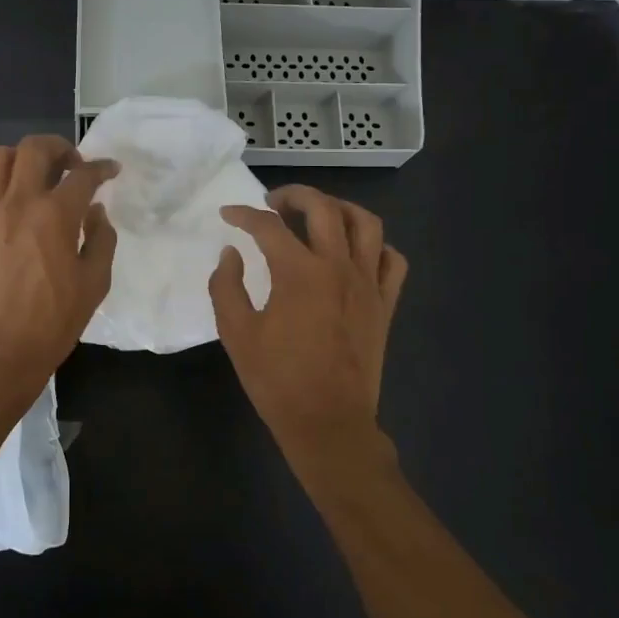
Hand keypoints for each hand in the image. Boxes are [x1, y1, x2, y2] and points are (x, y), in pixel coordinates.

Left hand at [0, 135, 118, 399]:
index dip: (102, 168)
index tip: (110, 170)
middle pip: (35, 148)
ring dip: (21, 159)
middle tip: (70, 165)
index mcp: (56, 215)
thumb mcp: (94, 284)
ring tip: (33, 177)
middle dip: (59, 147)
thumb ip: (101, 240)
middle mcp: (18, 203)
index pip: (83, 175)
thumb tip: (95, 212)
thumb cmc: (52, 322)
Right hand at [209, 186, 407, 482]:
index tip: (228, 215)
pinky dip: (376, 246)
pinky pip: (392, 260)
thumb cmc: (277, 380)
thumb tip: (231, 254)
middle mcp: (339, 268)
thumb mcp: (236, 334)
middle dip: (295, 195)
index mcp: (299, 274)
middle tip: (274, 203)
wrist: (328, 422)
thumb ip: (227, 287)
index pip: (269, 227)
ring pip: (366, 224)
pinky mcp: (385, 304)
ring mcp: (368, 284)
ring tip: (319, 214)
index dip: (244, 215)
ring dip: (340, 208)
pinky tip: (356, 252)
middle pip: (323, 208)